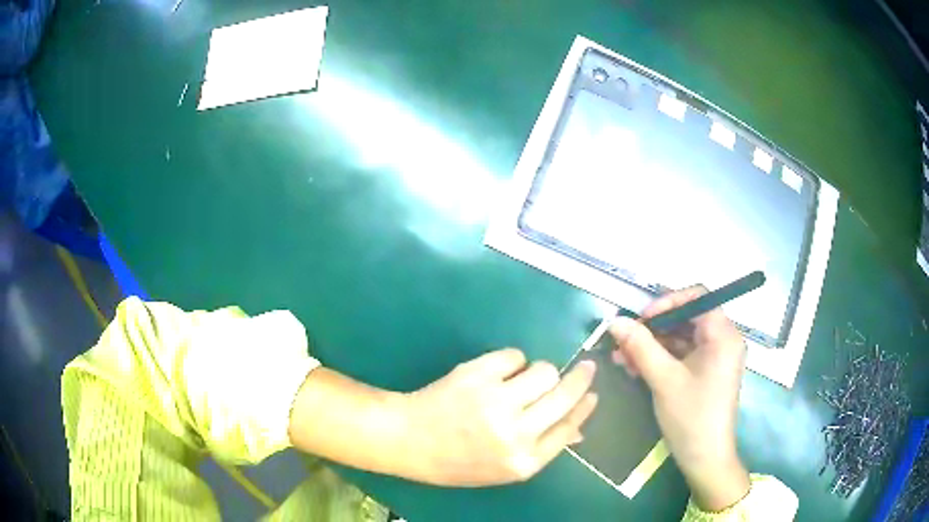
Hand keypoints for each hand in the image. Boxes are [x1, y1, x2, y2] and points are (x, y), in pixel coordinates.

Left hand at [402, 348, 597, 486]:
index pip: (569, 428)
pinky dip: (513, 361)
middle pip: (564, 396)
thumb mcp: (502, 469)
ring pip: (544, 371)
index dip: (585, 407)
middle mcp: (515, 433)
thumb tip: (577, 429)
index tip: (593, 393)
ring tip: (526, 378)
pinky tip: (500, 372)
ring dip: (542, 371)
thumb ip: (541, 449)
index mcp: (523, 461)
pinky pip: (514, 356)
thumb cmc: (456, 461)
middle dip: (581, 378)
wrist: (409, 440)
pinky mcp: (477, 374)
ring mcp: (496, 401)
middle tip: (587, 367)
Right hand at [609, 286, 749, 510]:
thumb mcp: (664, 380)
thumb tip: (615, 321)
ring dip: (652, 345)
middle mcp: (723, 340)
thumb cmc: (691, 417)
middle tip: (624, 341)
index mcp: (723, 335)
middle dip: (653, 328)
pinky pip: (682, 355)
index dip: (667, 302)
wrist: (705, 459)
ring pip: (681, 337)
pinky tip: (635, 368)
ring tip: (621, 358)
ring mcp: (715, 357)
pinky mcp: (706, 372)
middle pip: (687, 317)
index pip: (697, 297)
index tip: (641, 319)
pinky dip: (660, 358)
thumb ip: (640, 347)